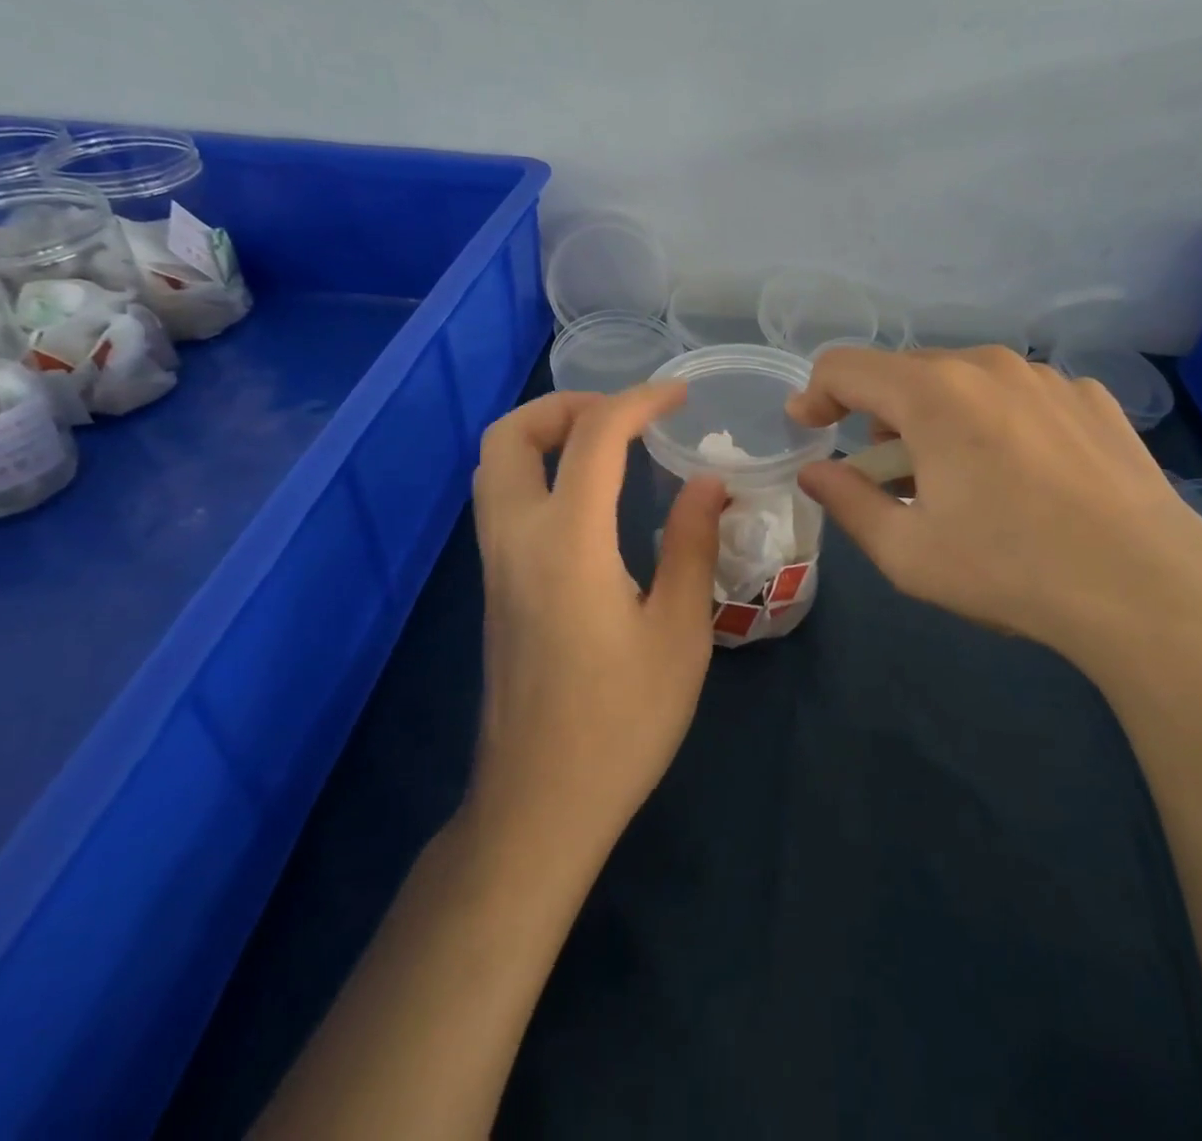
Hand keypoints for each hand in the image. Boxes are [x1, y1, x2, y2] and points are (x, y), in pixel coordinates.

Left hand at [468, 382, 726, 856]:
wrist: (540, 804)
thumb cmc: (622, 722)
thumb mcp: (679, 632)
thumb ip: (693, 545)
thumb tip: (707, 482)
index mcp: (568, 544)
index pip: (594, 437)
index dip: (638, 401)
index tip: (679, 396)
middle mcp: (516, 540)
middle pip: (507, 437)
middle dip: (564, 405)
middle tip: (622, 416)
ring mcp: (495, 566)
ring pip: (495, 467)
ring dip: (544, 436)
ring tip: (608, 446)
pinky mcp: (495, 589)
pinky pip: (503, 502)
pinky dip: (539, 472)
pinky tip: (590, 500)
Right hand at [787, 346, 1201, 691]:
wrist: (1148, 589)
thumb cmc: (1010, 570)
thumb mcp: (907, 553)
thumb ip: (847, 501)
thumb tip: (815, 471)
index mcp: (933, 394)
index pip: (846, 366)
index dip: (815, 394)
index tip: (809, 429)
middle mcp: (988, 366)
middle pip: (905, 372)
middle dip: (879, 416)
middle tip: (889, 475)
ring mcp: (1046, 377)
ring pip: (964, 380)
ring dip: (938, 417)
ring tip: (959, 478)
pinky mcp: (1090, 398)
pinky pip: (1018, 395)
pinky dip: (995, 422)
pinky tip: (1022, 475)